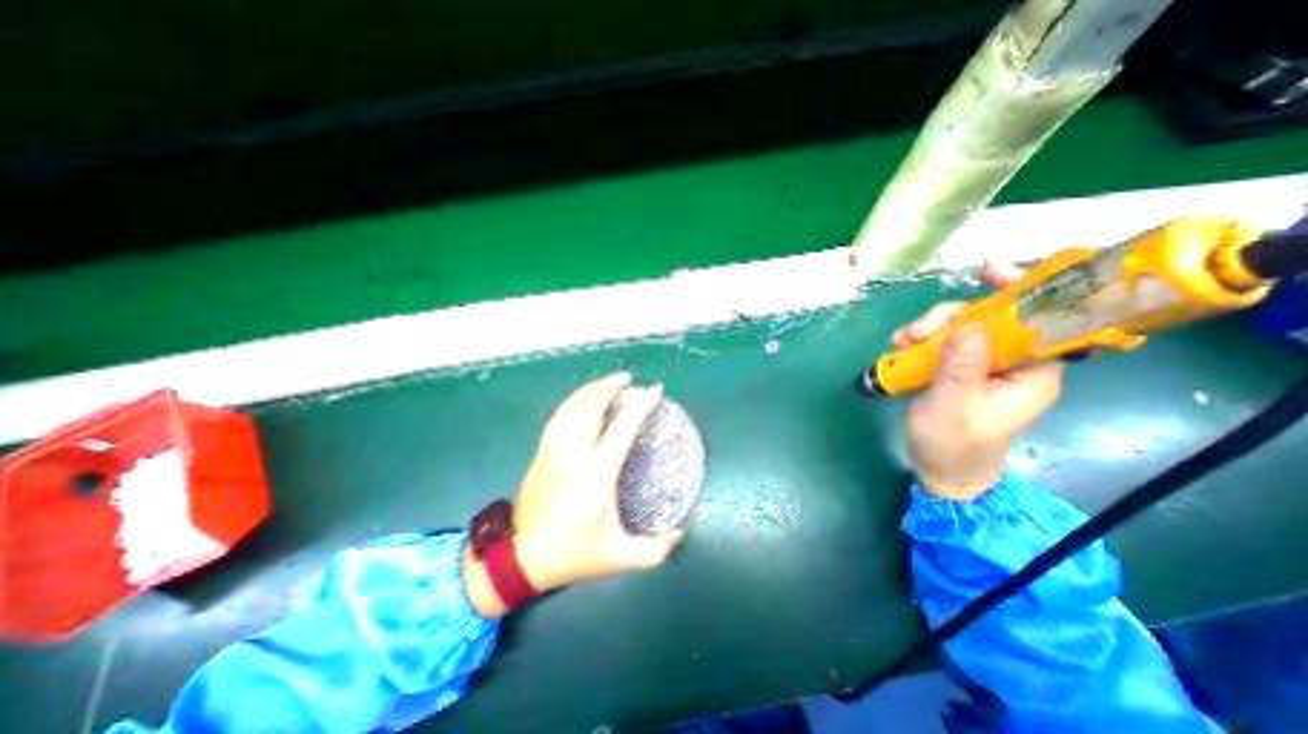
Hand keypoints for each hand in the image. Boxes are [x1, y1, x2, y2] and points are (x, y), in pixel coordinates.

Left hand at [465, 373, 685, 617]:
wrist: (521, 558)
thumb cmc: (572, 554)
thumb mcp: (619, 557)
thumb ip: (655, 549)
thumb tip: (681, 530)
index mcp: (597, 474)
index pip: (623, 428)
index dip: (641, 405)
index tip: (655, 390)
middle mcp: (575, 454)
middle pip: (592, 406)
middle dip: (611, 386)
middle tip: (628, 379)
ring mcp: (554, 450)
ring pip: (571, 407)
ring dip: (591, 389)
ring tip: (606, 382)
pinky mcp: (541, 453)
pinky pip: (558, 417)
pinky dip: (571, 402)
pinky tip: (579, 400)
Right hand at [895, 261, 1065, 498]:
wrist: (943, 470)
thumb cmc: (952, 445)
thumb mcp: (951, 408)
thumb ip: (960, 369)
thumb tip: (970, 327)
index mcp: (1031, 373)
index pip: (1042, 320)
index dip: (1020, 291)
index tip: (989, 273)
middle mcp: (1014, 362)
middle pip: (991, 318)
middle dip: (951, 317)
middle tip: (914, 333)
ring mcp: (985, 364)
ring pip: (963, 326)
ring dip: (929, 328)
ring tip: (900, 344)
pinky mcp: (962, 368)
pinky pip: (946, 341)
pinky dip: (923, 339)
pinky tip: (902, 347)